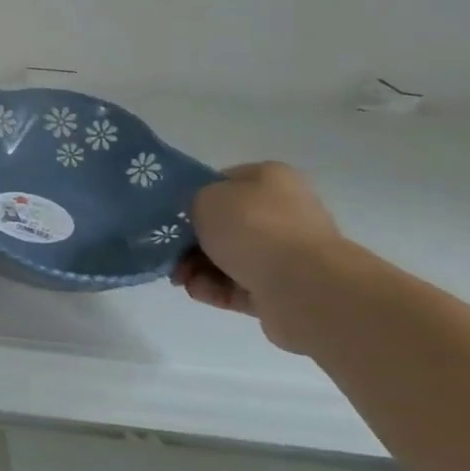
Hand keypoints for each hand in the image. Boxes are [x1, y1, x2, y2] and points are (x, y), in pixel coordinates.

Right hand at [172, 162, 339, 335]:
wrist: (302, 286)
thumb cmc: (252, 227)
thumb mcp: (205, 197)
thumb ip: (192, 202)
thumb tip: (195, 220)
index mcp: (271, 179)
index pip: (223, 182)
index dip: (193, 197)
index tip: (169, 215)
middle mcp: (284, 212)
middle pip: (224, 224)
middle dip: (190, 240)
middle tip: (167, 250)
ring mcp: (286, 253)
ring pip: (228, 257)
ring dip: (197, 266)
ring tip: (177, 277)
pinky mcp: (281, 289)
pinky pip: (237, 286)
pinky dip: (213, 288)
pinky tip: (195, 290)